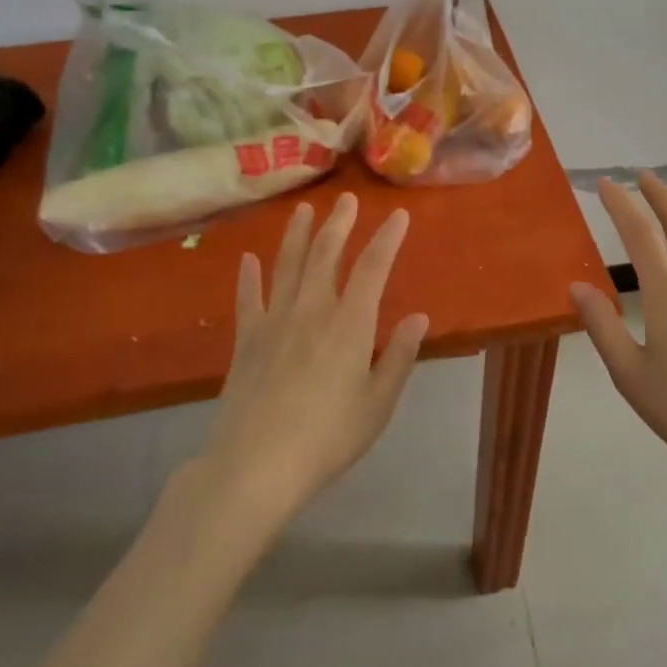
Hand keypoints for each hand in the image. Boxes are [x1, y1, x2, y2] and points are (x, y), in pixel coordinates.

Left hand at [204, 194, 429, 520]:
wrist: (256, 466)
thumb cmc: (328, 438)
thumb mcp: (378, 403)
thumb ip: (399, 356)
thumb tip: (420, 317)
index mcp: (350, 324)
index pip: (373, 268)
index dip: (387, 239)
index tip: (399, 215)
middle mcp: (312, 311)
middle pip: (326, 255)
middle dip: (338, 224)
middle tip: (345, 200)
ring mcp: (274, 322)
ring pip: (287, 266)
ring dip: (296, 235)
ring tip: (303, 210)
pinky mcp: (246, 341)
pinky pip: (248, 299)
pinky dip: (248, 277)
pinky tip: (247, 259)